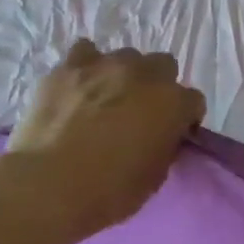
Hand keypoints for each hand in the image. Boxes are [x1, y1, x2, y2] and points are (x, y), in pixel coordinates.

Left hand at [7, 40, 206, 236]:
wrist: (49, 185)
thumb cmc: (110, 190)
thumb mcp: (155, 175)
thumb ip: (165, 145)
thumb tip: (161, 135)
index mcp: (173, 103)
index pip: (193, 101)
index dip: (184, 118)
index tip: (173, 134)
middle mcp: (144, 74)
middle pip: (163, 65)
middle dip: (158, 86)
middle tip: (141, 112)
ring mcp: (104, 65)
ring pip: (125, 56)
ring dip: (123, 74)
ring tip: (106, 98)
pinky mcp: (67, 67)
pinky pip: (84, 53)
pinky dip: (86, 67)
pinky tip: (79, 86)